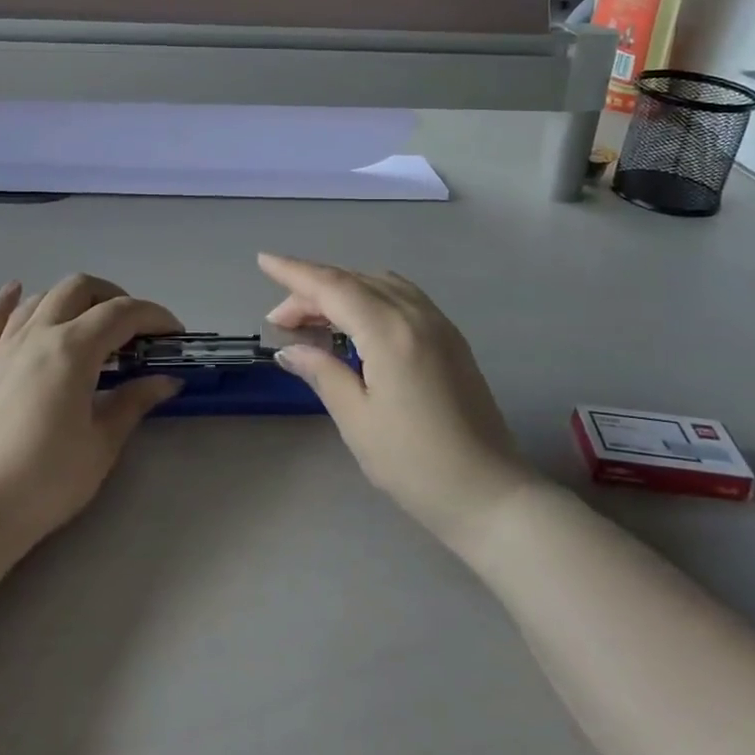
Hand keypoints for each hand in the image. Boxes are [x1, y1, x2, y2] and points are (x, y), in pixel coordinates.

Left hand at [0, 275, 181, 546]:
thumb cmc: (48, 480)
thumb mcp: (103, 443)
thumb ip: (134, 402)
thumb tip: (166, 380)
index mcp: (72, 349)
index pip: (122, 313)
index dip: (154, 316)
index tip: (173, 335)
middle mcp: (37, 335)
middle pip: (79, 289)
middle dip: (113, 298)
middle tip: (133, 330)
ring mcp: (1, 349)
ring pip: (39, 299)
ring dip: (70, 299)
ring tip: (88, 322)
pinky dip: (5, 302)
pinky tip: (16, 291)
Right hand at [260, 253, 532, 549]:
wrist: (491, 494)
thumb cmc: (415, 464)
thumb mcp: (357, 420)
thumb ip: (323, 373)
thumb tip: (290, 348)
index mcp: (390, 332)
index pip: (333, 287)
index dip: (295, 272)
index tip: (264, 260)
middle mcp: (417, 316)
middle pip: (355, 282)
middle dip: (313, 289)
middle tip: (280, 319)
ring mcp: (439, 324)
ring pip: (381, 284)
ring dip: (343, 290)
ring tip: (314, 316)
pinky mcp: (451, 339)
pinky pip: (403, 297)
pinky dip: (371, 296)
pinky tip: (357, 320)